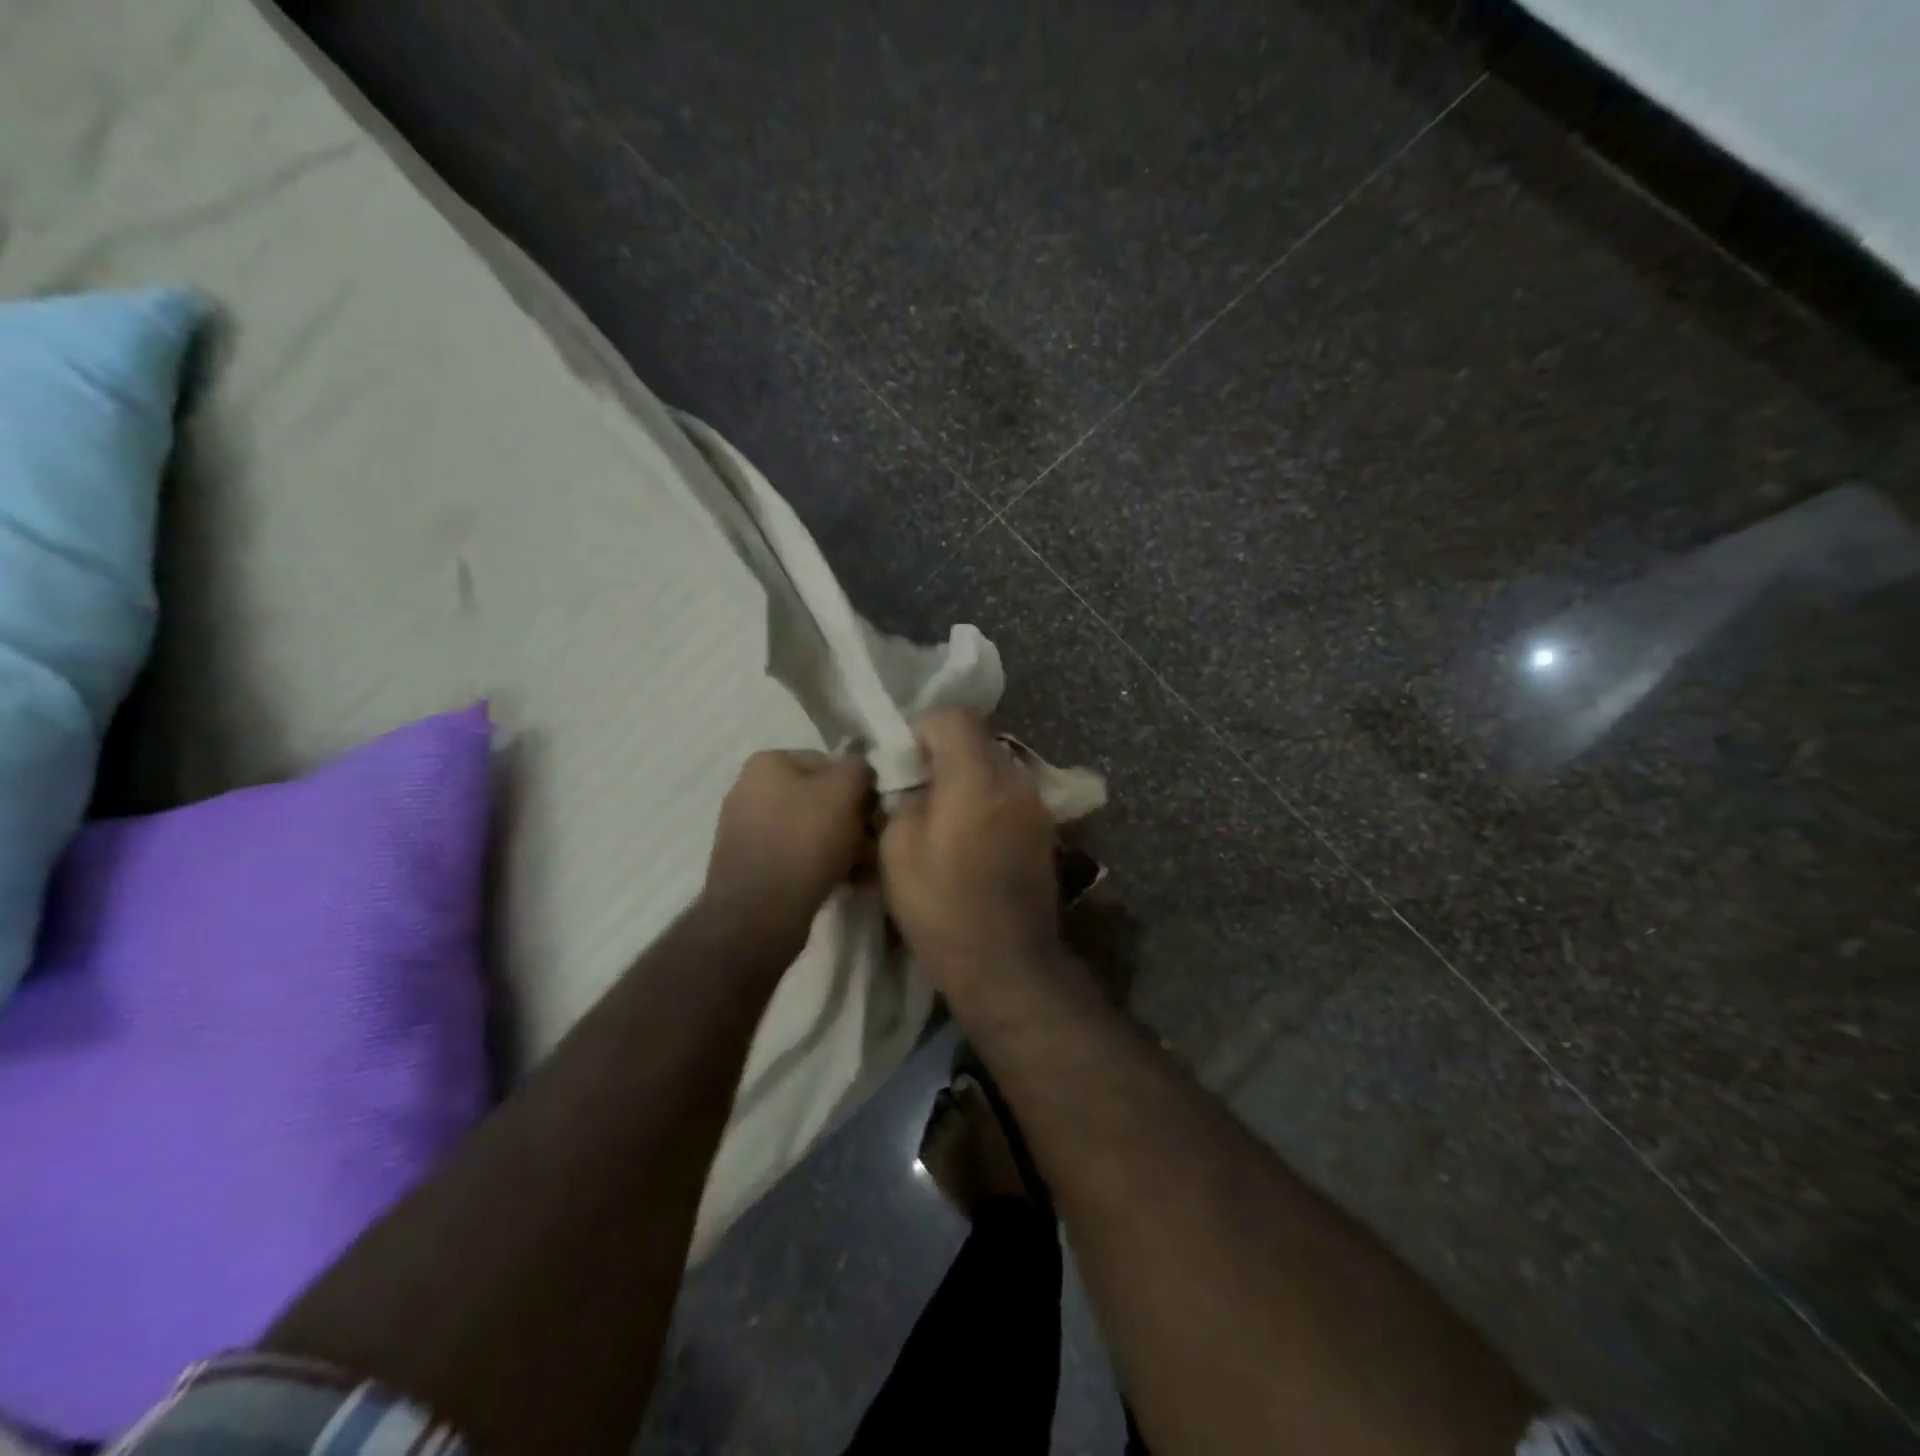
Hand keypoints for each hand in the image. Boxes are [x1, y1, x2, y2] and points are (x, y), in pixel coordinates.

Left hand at [703, 750, 874, 951]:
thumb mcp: (845, 790)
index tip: (875, 814)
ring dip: (838, 845)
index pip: (827, 762)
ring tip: (862, 869)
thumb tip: (860, 770)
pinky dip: (818, 865)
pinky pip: (793, 856)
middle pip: (817, 798)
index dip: (857, 786)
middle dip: (849, 820)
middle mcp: (748, 789)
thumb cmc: (805, 839)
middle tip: (873, 844)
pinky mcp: (747, 865)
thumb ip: (858, 768)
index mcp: (767, 762)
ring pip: (808, 829)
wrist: (760, 912)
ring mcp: (744, 829)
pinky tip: (842, 882)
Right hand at [880, 708, 1060, 989]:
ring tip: (943, 819)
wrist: (1007, 963)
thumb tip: (910, 783)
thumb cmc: (942, 907)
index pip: (954, 716)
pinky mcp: (1045, 830)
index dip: (922, 729)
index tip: (903, 764)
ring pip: (995, 767)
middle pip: (977, 739)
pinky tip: (970, 840)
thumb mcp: (896, 850)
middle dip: (943, 754)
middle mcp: (1014, 780)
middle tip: (917, 791)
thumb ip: (902, 799)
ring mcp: (1036, 805)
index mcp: (976, 777)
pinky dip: (986, 801)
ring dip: (966, 779)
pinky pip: (1009, 795)